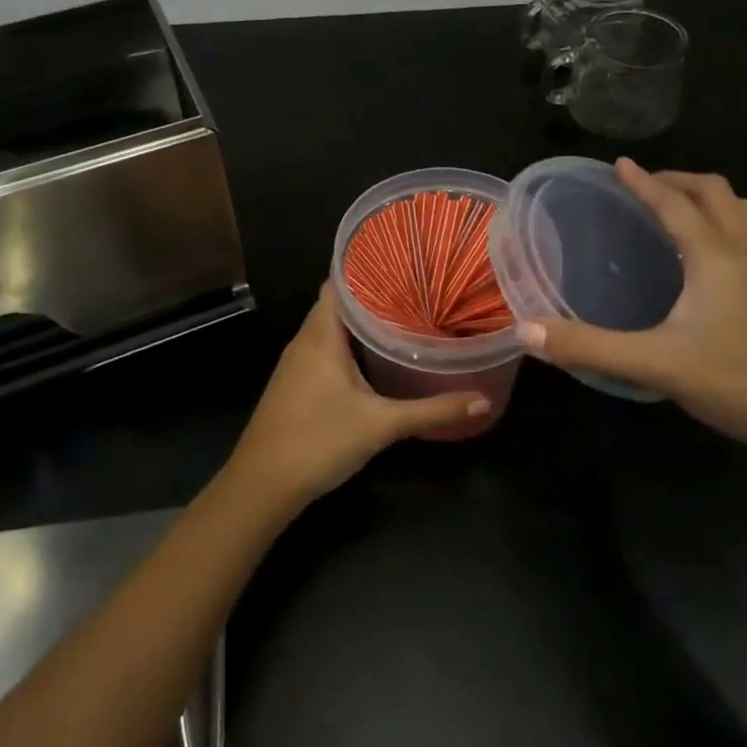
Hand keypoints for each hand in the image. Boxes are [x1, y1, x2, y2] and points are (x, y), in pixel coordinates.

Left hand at [228, 283, 490, 510]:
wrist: (262, 485)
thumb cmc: (318, 441)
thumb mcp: (381, 425)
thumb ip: (432, 411)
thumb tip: (484, 400)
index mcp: (321, 334)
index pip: (340, 281)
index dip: (367, 266)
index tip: (404, 261)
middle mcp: (306, 340)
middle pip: (339, 302)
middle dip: (375, 294)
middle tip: (418, 288)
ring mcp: (298, 363)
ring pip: (333, 328)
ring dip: (363, 321)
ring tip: (406, 314)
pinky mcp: (298, 384)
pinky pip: (327, 349)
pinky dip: (352, 345)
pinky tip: (378, 356)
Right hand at [517, 160, 746, 457]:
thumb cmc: (739, 383)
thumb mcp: (655, 366)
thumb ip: (588, 347)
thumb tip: (526, 331)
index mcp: (715, 256)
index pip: (674, 204)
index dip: (643, 182)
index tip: (618, 165)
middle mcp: (744, 253)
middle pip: (716, 193)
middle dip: (678, 180)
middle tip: (644, 187)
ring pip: (741, 212)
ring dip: (708, 199)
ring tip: (677, 211)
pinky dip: (724, 226)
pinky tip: (706, 261)